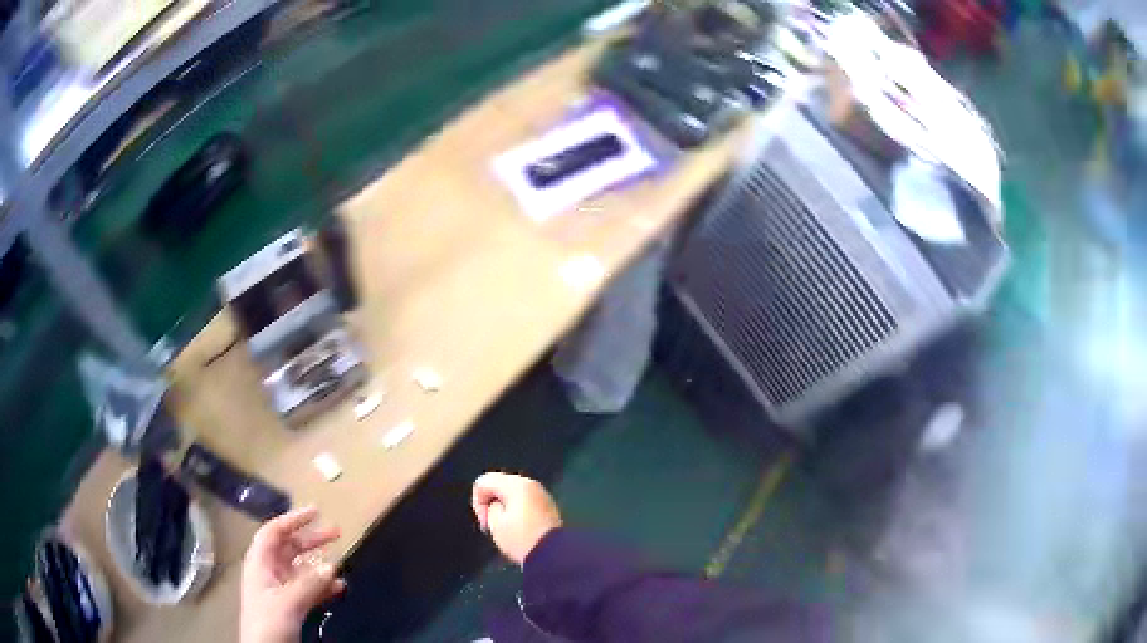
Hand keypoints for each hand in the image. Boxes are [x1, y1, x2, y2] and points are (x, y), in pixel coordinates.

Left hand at [240, 507, 345, 642]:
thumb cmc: (268, 621)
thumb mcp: (287, 602)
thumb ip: (309, 583)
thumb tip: (331, 565)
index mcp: (260, 563)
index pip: (274, 532)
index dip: (293, 519)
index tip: (316, 511)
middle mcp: (269, 571)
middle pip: (289, 548)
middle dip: (311, 539)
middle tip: (336, 533)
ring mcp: (280, 589)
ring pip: (301, 569)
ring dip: (320, 565)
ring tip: (341, 562)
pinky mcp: (290, 606)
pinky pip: (308, 589)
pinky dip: (323, 586)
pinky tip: (339, 587)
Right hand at [472, 472, 562, 564]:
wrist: (552, 555)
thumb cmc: (521, 538)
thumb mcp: (495, 523)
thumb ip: (489, 507)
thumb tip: (496, 505)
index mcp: (516, 484)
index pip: (484, 482)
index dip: (478, 502)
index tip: (484, 521)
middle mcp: (530, 484)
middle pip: (499, 485)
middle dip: (491, 503)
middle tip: (490, 525)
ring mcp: (542, 495)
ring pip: (512, 494)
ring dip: (504, 508)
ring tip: (504, 529)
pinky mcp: (548, 507)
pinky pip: (525, 502)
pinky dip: (517, 511)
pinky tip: (517, 529)